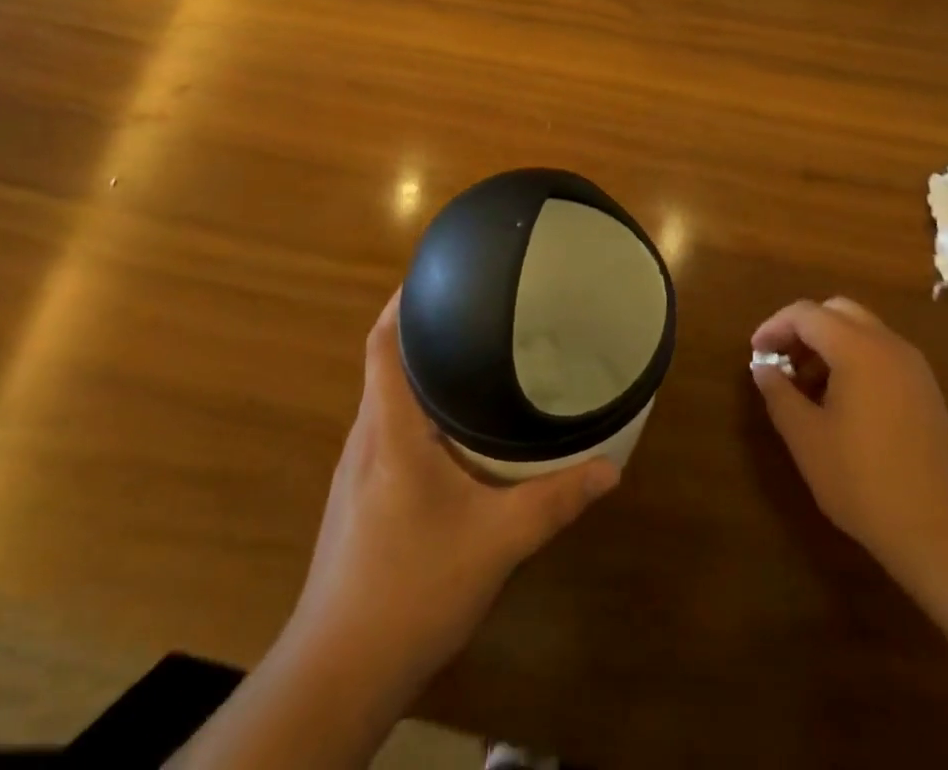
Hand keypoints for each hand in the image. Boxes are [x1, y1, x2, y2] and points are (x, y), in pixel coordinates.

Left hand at [288, 291, 620, 691]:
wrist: (338, 672)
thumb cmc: (412, 588)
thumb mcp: (496, 542)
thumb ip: (554, 501)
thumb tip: (610, 469)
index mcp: (389, 429)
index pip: (381, 344)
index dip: (401, 303)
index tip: (435, 274)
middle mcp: (364, 438)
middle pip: (384, 364)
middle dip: (422, 332)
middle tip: (474, 311)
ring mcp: (354, 471)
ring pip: (385, 400)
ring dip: (418, 374)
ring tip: (468, 359)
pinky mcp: (355, 499)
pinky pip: (385, 432)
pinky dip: (414, 413)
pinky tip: (450, 433)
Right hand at [750, 297, 947, 593]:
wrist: (945, 533)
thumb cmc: (865, 482)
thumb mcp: (807, 439)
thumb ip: (779, 394)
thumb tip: (763, 368)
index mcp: (858, 348)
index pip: (806, 314)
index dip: (774, 327)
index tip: (756, 353)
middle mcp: (888, 345)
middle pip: (837, 312)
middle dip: (803, 329)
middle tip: (781, 362)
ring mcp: (913, 367)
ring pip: (861, 332)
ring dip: (828, 346)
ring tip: (805, 388)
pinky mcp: (926, 392)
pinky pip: (881, 355)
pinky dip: (853, 361)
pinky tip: (840, 405)